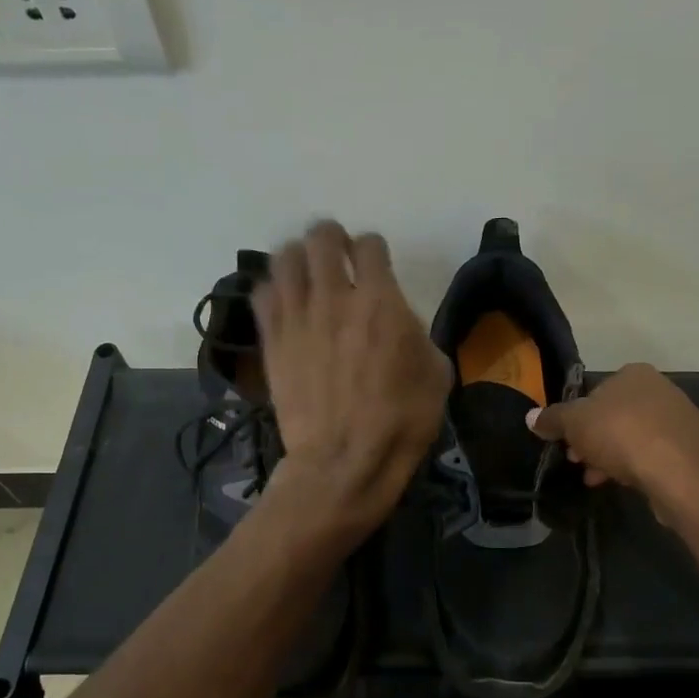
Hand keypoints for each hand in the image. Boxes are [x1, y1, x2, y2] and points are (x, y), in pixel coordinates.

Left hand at [255, 221, 451, 536]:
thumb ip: (418, 335)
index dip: (374, 249)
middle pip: (321, 237)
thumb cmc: (400, 422)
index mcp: (380, 301)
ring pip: (284, 258)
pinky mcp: (272, 340)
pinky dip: (273, 288)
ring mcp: (297, 317)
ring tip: (306, 272)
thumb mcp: (436, 375)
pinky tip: (284, 302)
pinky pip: (262, 293)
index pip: (370, 245)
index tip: (375, 262)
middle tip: (336, 253)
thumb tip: (400, 324)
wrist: (344, 460)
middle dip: (331, 237)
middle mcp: (334, 297)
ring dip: (298, 257)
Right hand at [527, 363, 698, 520]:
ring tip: (597, 478)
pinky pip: (655, 454)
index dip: (577, 418)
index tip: (567, 442)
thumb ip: (552, 419)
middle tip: (579, 462)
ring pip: (635, 437)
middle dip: (594, 440)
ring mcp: (682, 418)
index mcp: (634, 374)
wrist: (680, 473)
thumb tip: (531, 416)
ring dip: (612, 456)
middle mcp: (662, 388)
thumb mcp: (574, 424)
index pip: (596, 391)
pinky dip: (638, 466)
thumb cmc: (622, 436)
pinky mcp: (693, 448)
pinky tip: (625, 483)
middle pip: (615, 416)